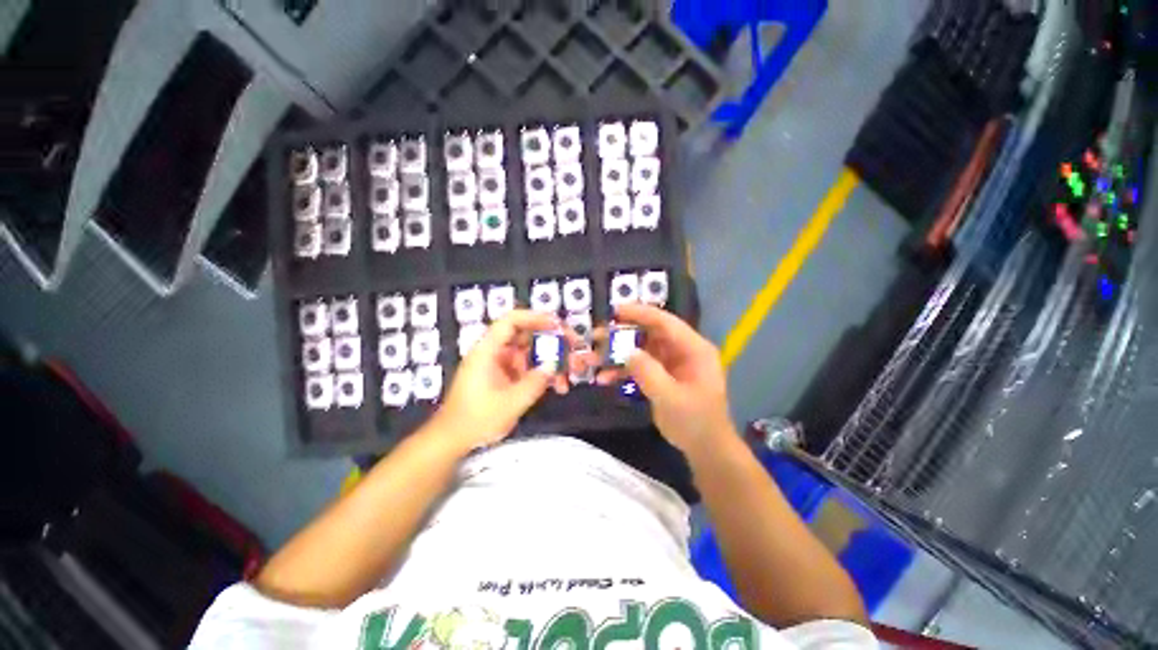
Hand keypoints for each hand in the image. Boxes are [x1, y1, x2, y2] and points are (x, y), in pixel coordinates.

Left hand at [433, 310, 586, 451]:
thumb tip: (553, 365)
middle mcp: (495, 352)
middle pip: (527, 334)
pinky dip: (544, 374)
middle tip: (575, 348)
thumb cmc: (476, 420)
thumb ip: (535, 382)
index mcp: (488, 351)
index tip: (558, 325)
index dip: (536, 318)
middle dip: (553, 340)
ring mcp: (501, 364)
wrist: (453, 440)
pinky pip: (529, 367)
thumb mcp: (510, 403)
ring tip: (572, 373)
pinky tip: (559, 386)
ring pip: (532, 352)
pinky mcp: (506, 376)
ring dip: (552, 360)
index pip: (511, 321)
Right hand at [596, 303, 734, 454]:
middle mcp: (683, 350)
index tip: (615, 311)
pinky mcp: (662, 376)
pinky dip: (623, 370)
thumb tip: (626, 351)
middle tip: (598, 335)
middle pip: (650, 333)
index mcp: (694, 349)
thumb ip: (648, 372)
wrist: (705, 450)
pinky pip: (639, 366)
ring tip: (594, 358)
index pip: (665, 322)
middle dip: (623, 334)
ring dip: (618, 354)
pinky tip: (604, 378)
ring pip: (641, 349)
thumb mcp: (671, 398)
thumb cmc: (695, 423)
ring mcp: (671, 363)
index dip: (640, 314)